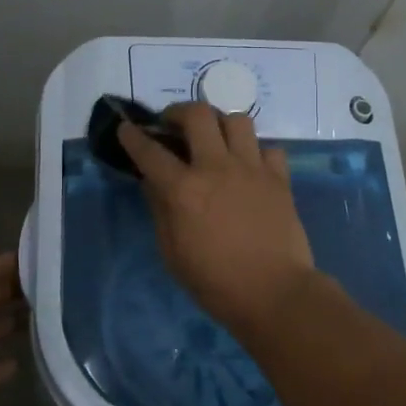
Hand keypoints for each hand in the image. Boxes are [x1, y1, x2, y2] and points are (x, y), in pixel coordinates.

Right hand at [119, 102, 316, 332]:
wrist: (274, 293)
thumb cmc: (215, 282)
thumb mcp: (172, 253)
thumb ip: (160, 210)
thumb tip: (152, 182)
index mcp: (184, 190)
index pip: (150, 152)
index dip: (134, 136)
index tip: (126, 127)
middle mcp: (217, 168)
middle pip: (198, 115)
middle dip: (179, 112)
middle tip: (174, 125)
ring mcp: (252, 169)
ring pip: (237, 120)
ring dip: (220, 124)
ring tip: (215, 140)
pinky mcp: (279, 179)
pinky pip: (268, 148)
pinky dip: (256, 152)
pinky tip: (250, 167)